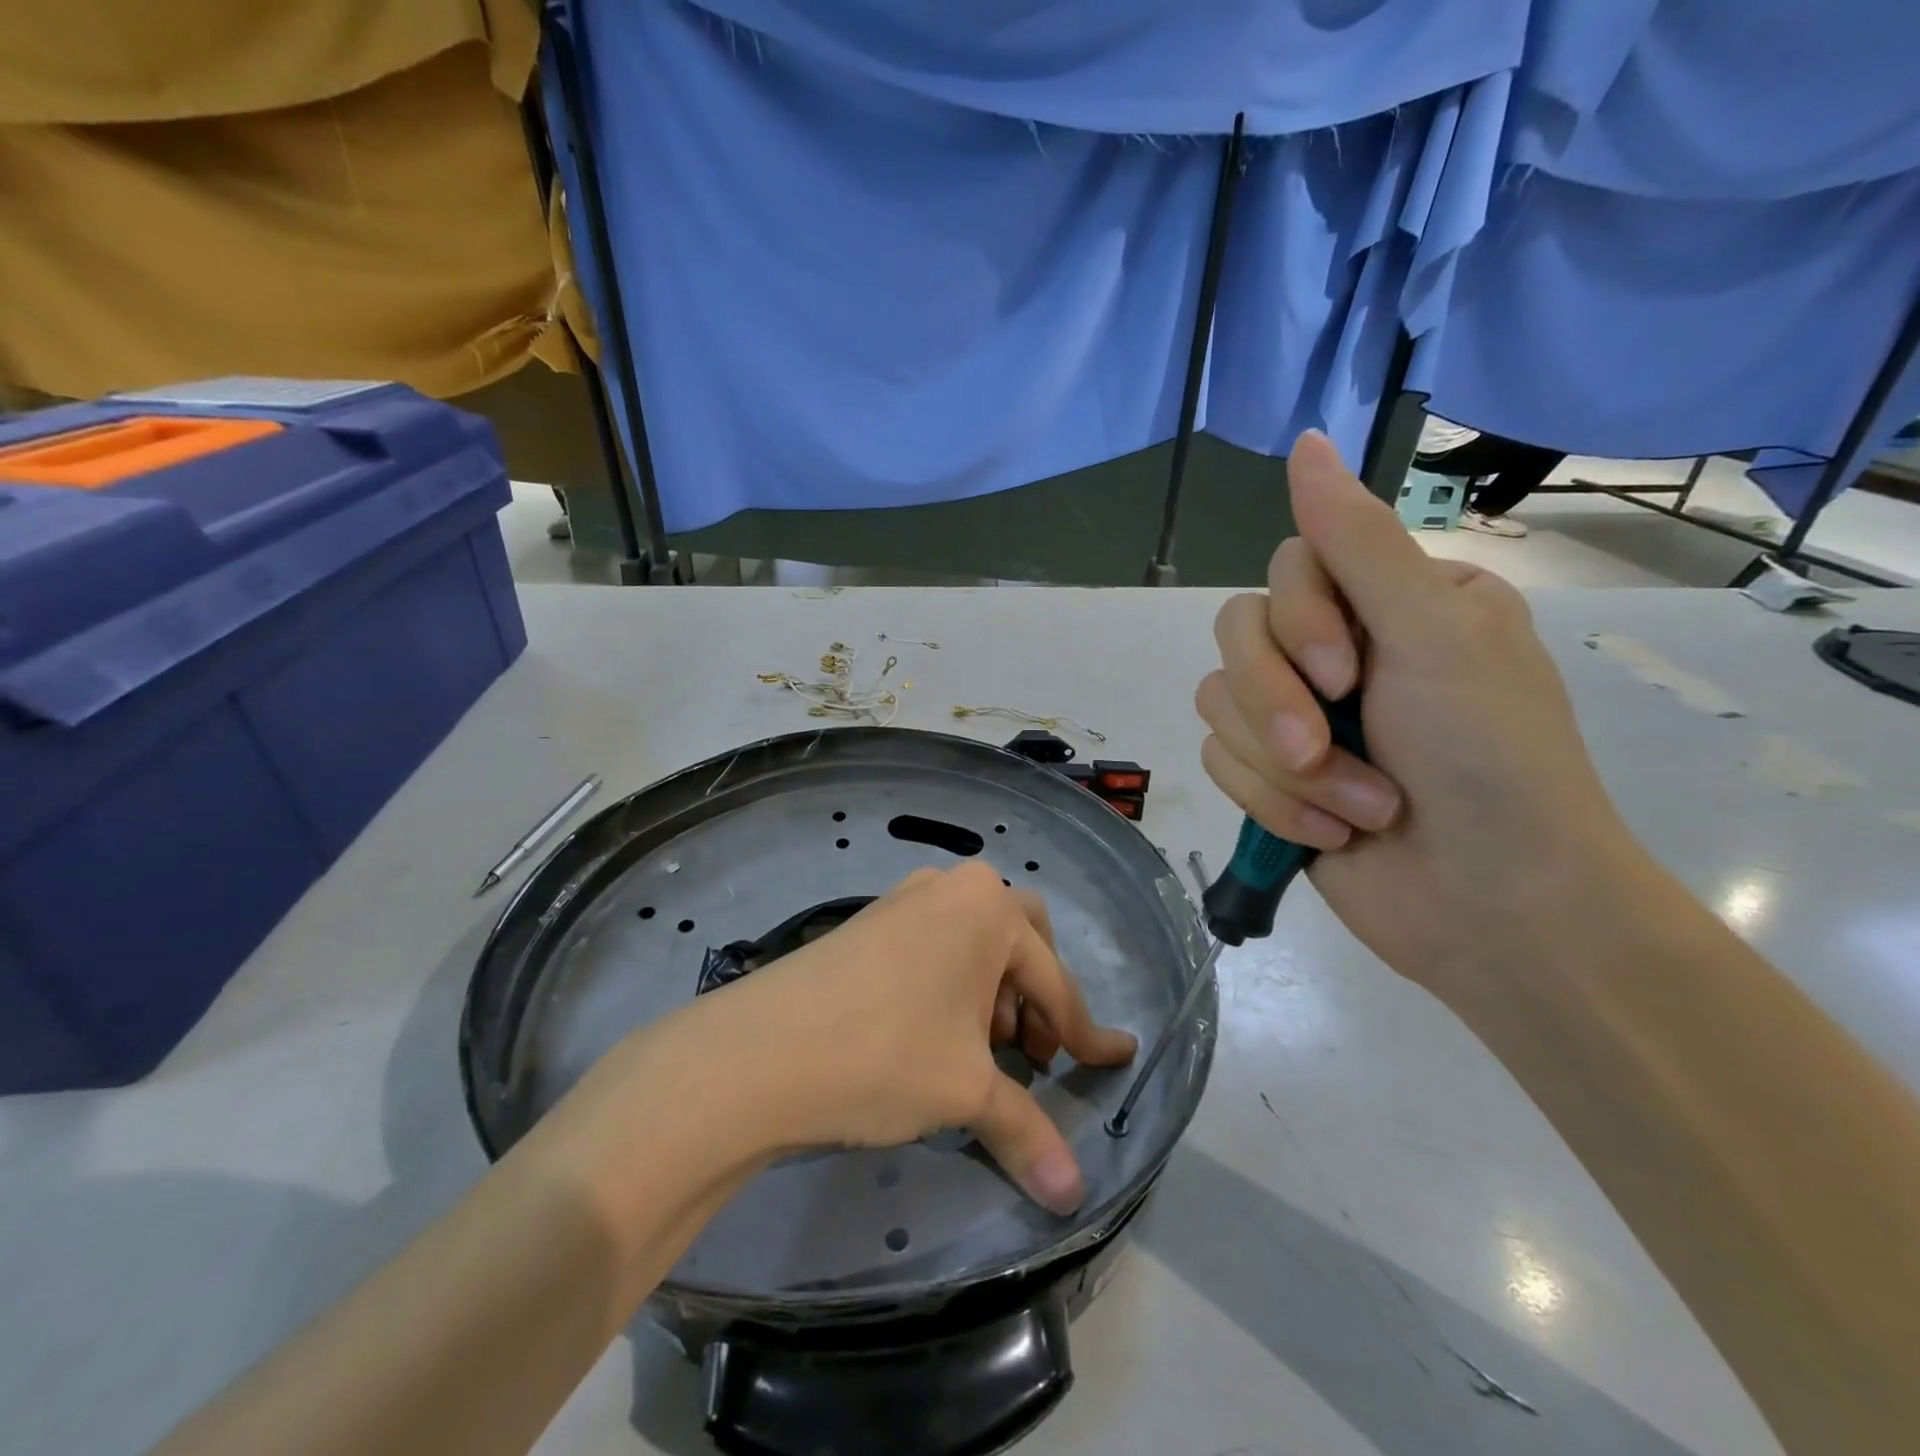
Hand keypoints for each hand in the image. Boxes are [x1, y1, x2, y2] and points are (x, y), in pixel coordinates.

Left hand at [691, 864, 1136, 1213]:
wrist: (760, 1050)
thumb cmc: (886, 1054)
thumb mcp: (965, 1091)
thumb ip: (1027, 1133)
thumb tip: (1074, 1195)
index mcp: (989, 910)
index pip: (1055, 984)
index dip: (1085, 1034)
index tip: (1114, 1060)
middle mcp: (952, 889)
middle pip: (1022, 941)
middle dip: (1039, 996)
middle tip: (1033, 1052)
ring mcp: (906, 898)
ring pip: (975, 941)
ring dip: (995, 990)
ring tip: (982, 1048)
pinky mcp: (871, 920)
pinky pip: (936, 943)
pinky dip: (954, 981)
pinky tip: (937, 1028)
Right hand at [1195, 431, 1639, 1002]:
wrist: (1495, 908)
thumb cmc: (1489, 760)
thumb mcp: (1432, 636)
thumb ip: (1357, 543)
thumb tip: (1304, 441)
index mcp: (1393, 603)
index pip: (1290, 569)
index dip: (1298, 623)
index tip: (1347, 676)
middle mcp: (1340, 652)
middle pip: (1238, 637)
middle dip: (1277, 704)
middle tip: (1326, 747)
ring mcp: (1299, 718)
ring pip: (1222, 704)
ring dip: (1284, 768)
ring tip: (1356, 809)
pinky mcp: (1270, 778)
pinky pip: (1222, 762)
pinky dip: (1275, 804)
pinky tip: (1334, 833)